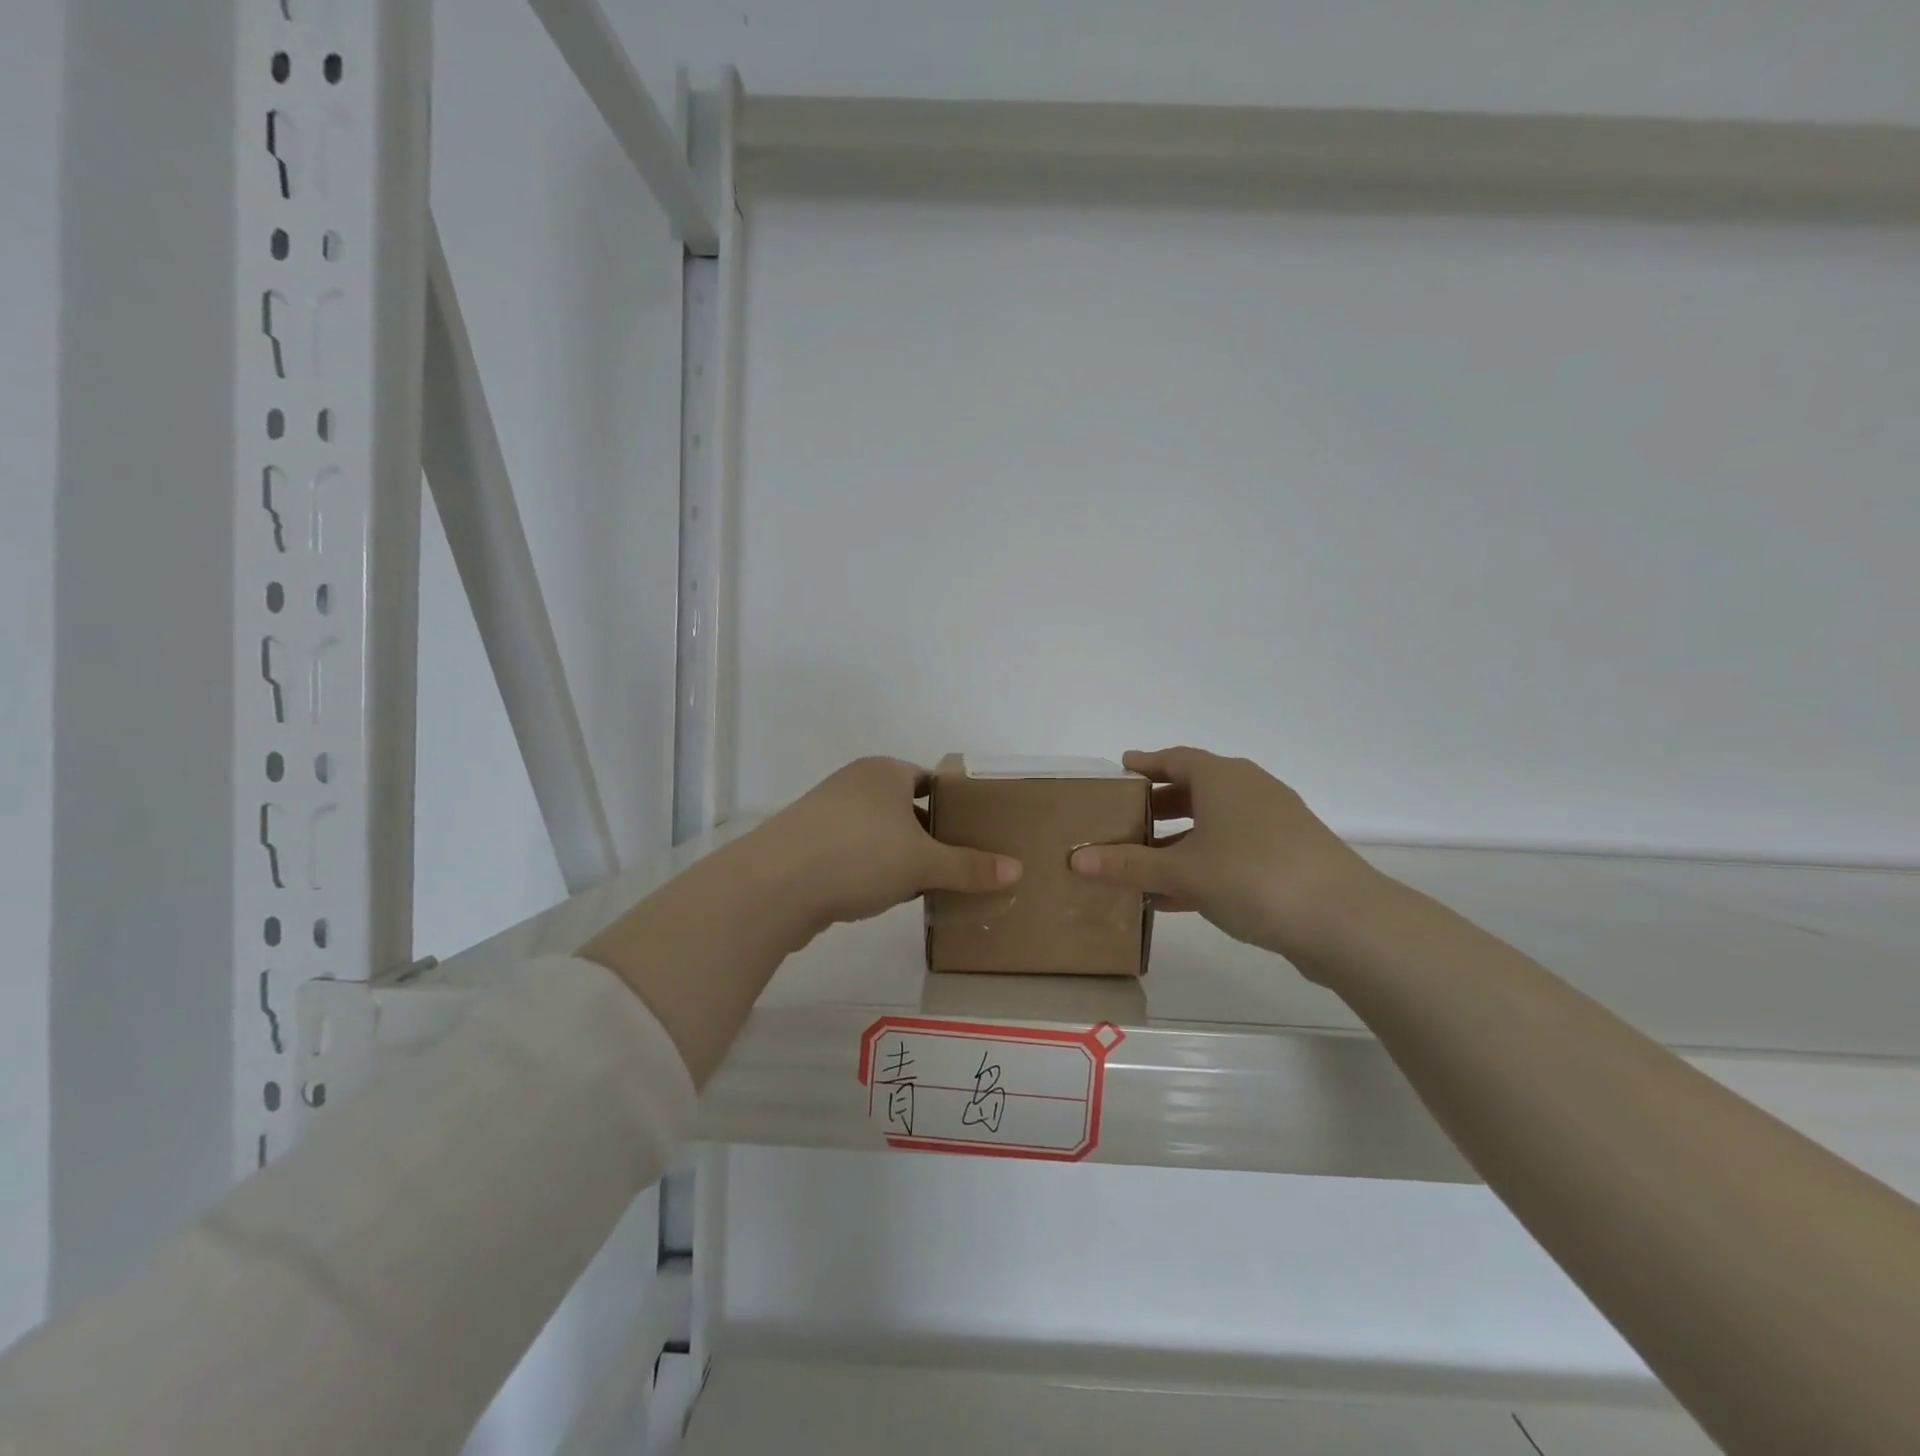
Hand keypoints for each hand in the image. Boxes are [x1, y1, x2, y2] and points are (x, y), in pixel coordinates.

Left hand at [758, 757, 1022, 931]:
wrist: (775, 885)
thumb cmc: (859, 855)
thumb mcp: (923, 863)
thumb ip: (969, 866)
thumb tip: (1017, 869)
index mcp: (884, 772)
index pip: (930, 779)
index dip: (954, 804)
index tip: (975, 831)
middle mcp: (855, 784)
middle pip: (905, 807)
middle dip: (930, 836)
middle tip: (959, 863)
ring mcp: (826, 813)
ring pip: (879, 832)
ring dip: (901, 856)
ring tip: (928, 885)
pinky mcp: (807, 845)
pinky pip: (853, 852)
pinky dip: (872, 869)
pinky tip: (885, 896)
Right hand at [1068, 747, 1378, 963]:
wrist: (1344, 919)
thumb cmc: (1252, 876)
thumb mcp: (1182, 872)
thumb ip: (1129, 865)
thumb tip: (1076, 859)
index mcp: (1222, 778)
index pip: (1174, 759)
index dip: (1145, 763)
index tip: (1121, 767)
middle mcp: (1249, 789)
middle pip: (1195, 788)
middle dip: (1159, 804)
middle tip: (1127, 818)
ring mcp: (1275, 821)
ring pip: (1215, 822)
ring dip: (1180, 839)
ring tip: (1146, 861)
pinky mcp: (1291, 854)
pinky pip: (1234, 848)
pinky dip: (1205, 861)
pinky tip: (1179, 895)